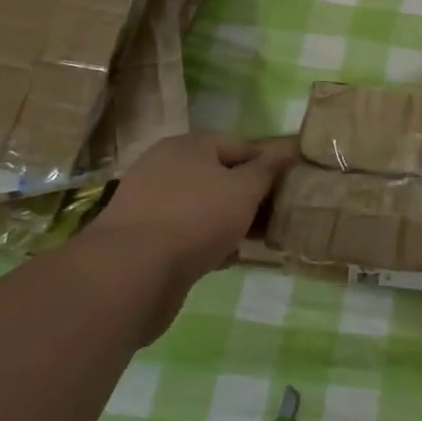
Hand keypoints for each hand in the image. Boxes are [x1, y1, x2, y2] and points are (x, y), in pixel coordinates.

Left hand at [77, 133, 296, 335]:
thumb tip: (289, 147)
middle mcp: (165, 168)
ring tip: (257, 240)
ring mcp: (151, 205)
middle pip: (221, 176)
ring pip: (205, 207)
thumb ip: (269, 168)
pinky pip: (187, 233)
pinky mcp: (144, 240)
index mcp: (188, 146)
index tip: (291, 186)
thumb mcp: (244, 189)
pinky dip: (208, 242)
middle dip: (250, 196)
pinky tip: (227, 258)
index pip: (241, 145)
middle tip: (278, 216)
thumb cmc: (196, 219)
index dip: (269, 163)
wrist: (130, 276)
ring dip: (231, 221)